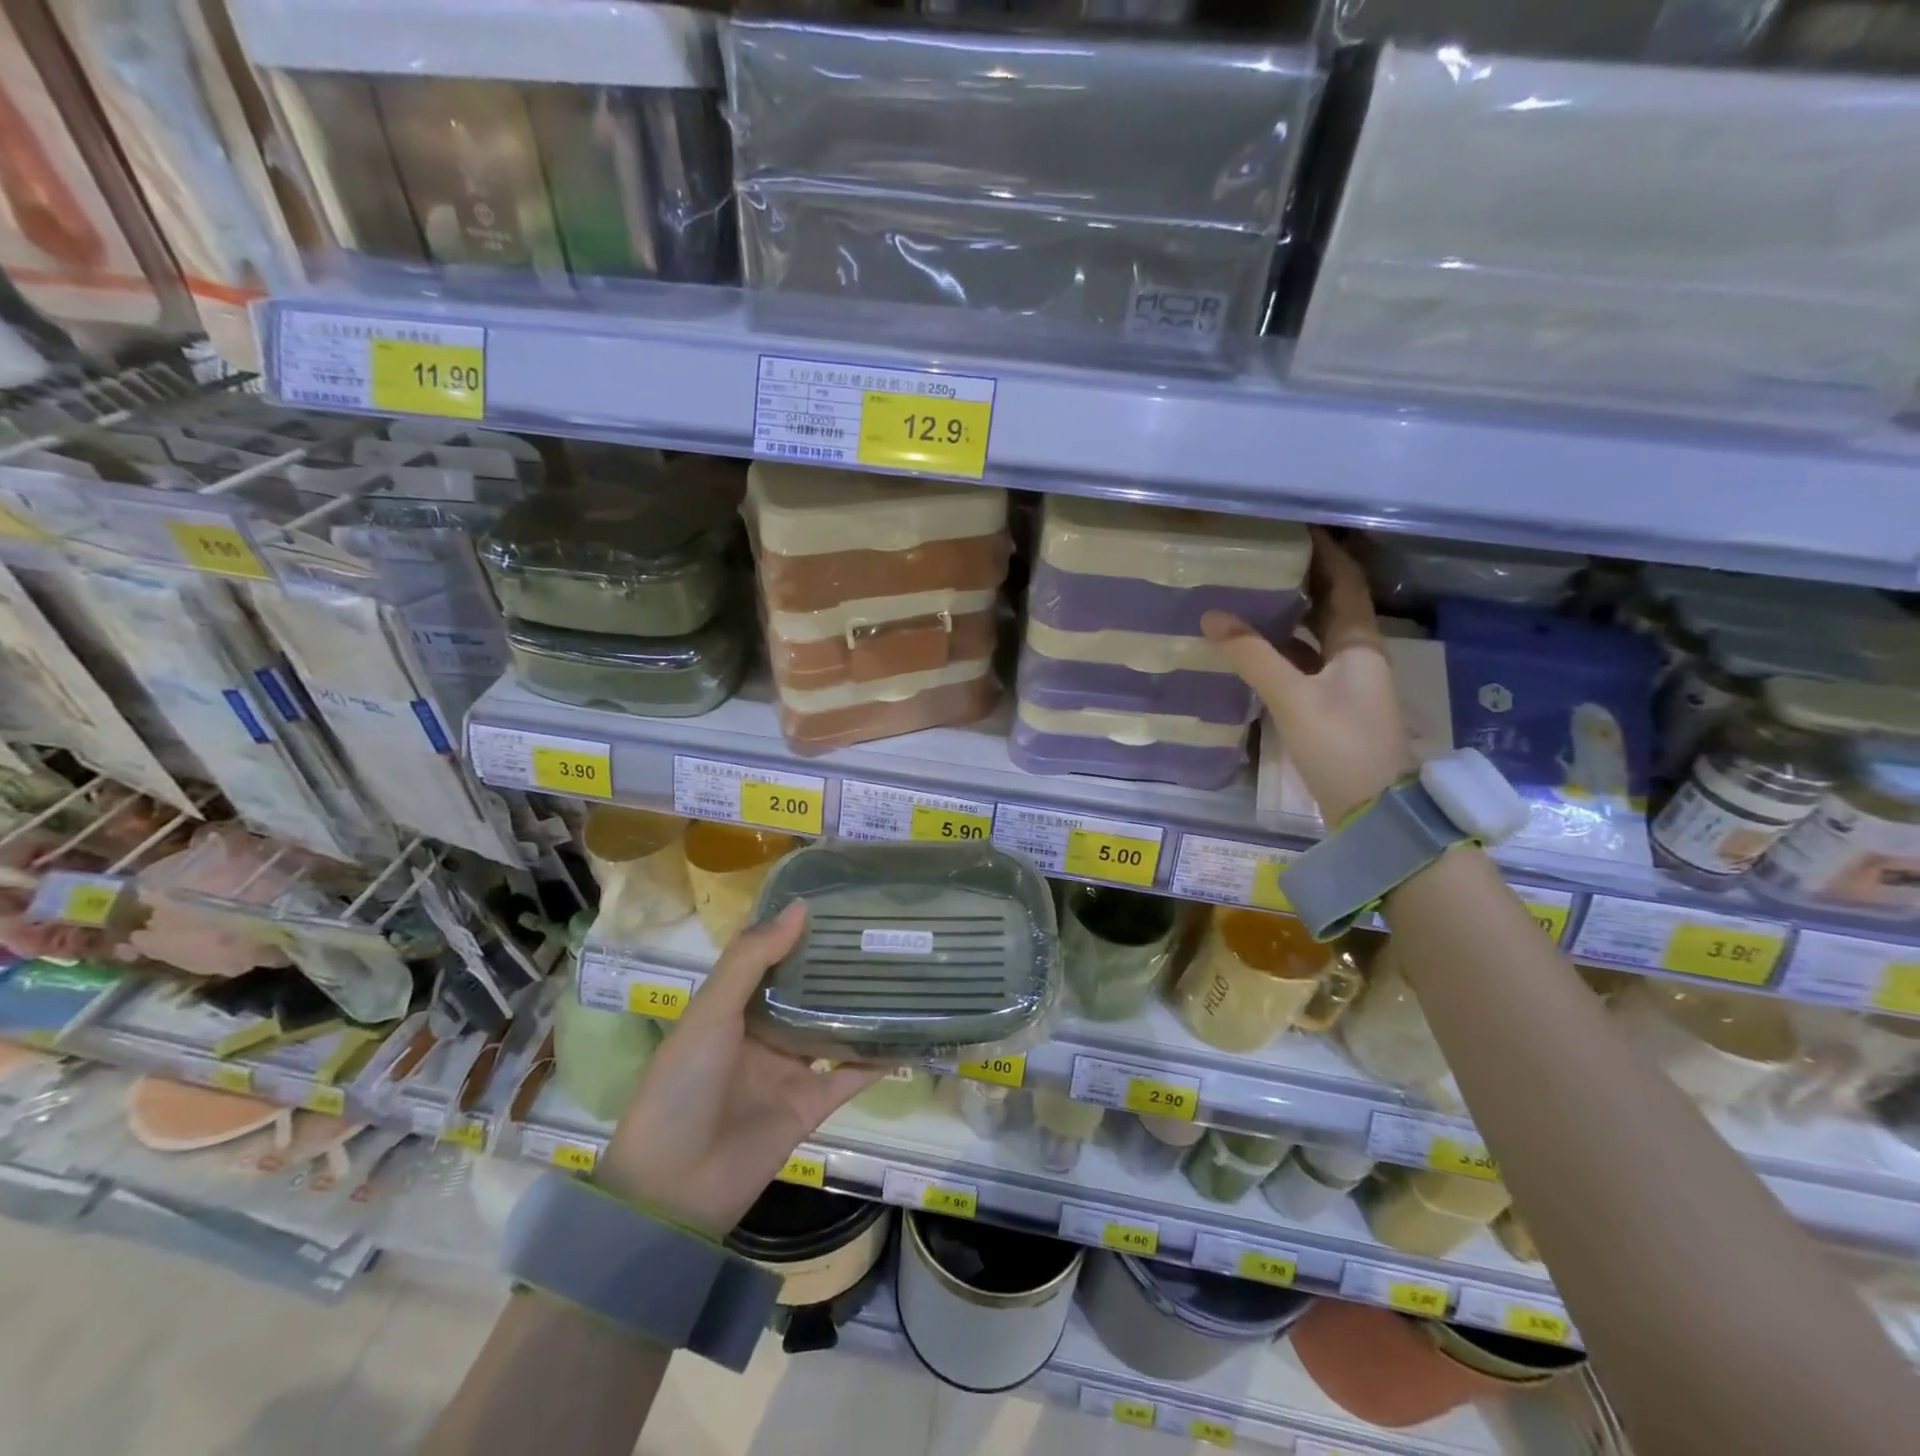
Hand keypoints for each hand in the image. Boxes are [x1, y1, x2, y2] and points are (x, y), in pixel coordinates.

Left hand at [594, 903, 880, 1235]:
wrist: (674, 1188)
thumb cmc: (683, 1086)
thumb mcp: (709, 1013)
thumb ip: (752, 960)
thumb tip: (802, 907)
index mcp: (734, 1008)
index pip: (773, 958)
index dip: (800, 931)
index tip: (841, 901)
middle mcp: (764, 1033)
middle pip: (808, 991)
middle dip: (838, 966)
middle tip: (884, 931)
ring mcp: (789, 1070)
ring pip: (833, 1029)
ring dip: (862, 1008)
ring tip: (903, 972)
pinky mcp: (811, 1106)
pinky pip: (850, 1077)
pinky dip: (878, 1060)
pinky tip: (909, 1037)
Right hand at [1203, 529, 1415, 825]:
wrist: (1374, 810)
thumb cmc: (1341, 745)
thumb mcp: (1293, 698)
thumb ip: (1253, 657)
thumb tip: (1213, 616)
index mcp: (1359, 644)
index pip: (1345, 583)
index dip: (1326, 553)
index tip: (1297, 528)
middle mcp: (1357, 656)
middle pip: (1333, 605)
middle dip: (1304, 579)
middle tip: (1262, 557)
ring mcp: (1346, 683)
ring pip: (1318, 635)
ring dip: (1291, 614)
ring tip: (1251, 594)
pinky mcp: (1333, 706)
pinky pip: (1307, 663)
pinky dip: (1284, 649)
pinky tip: (1255, 648)